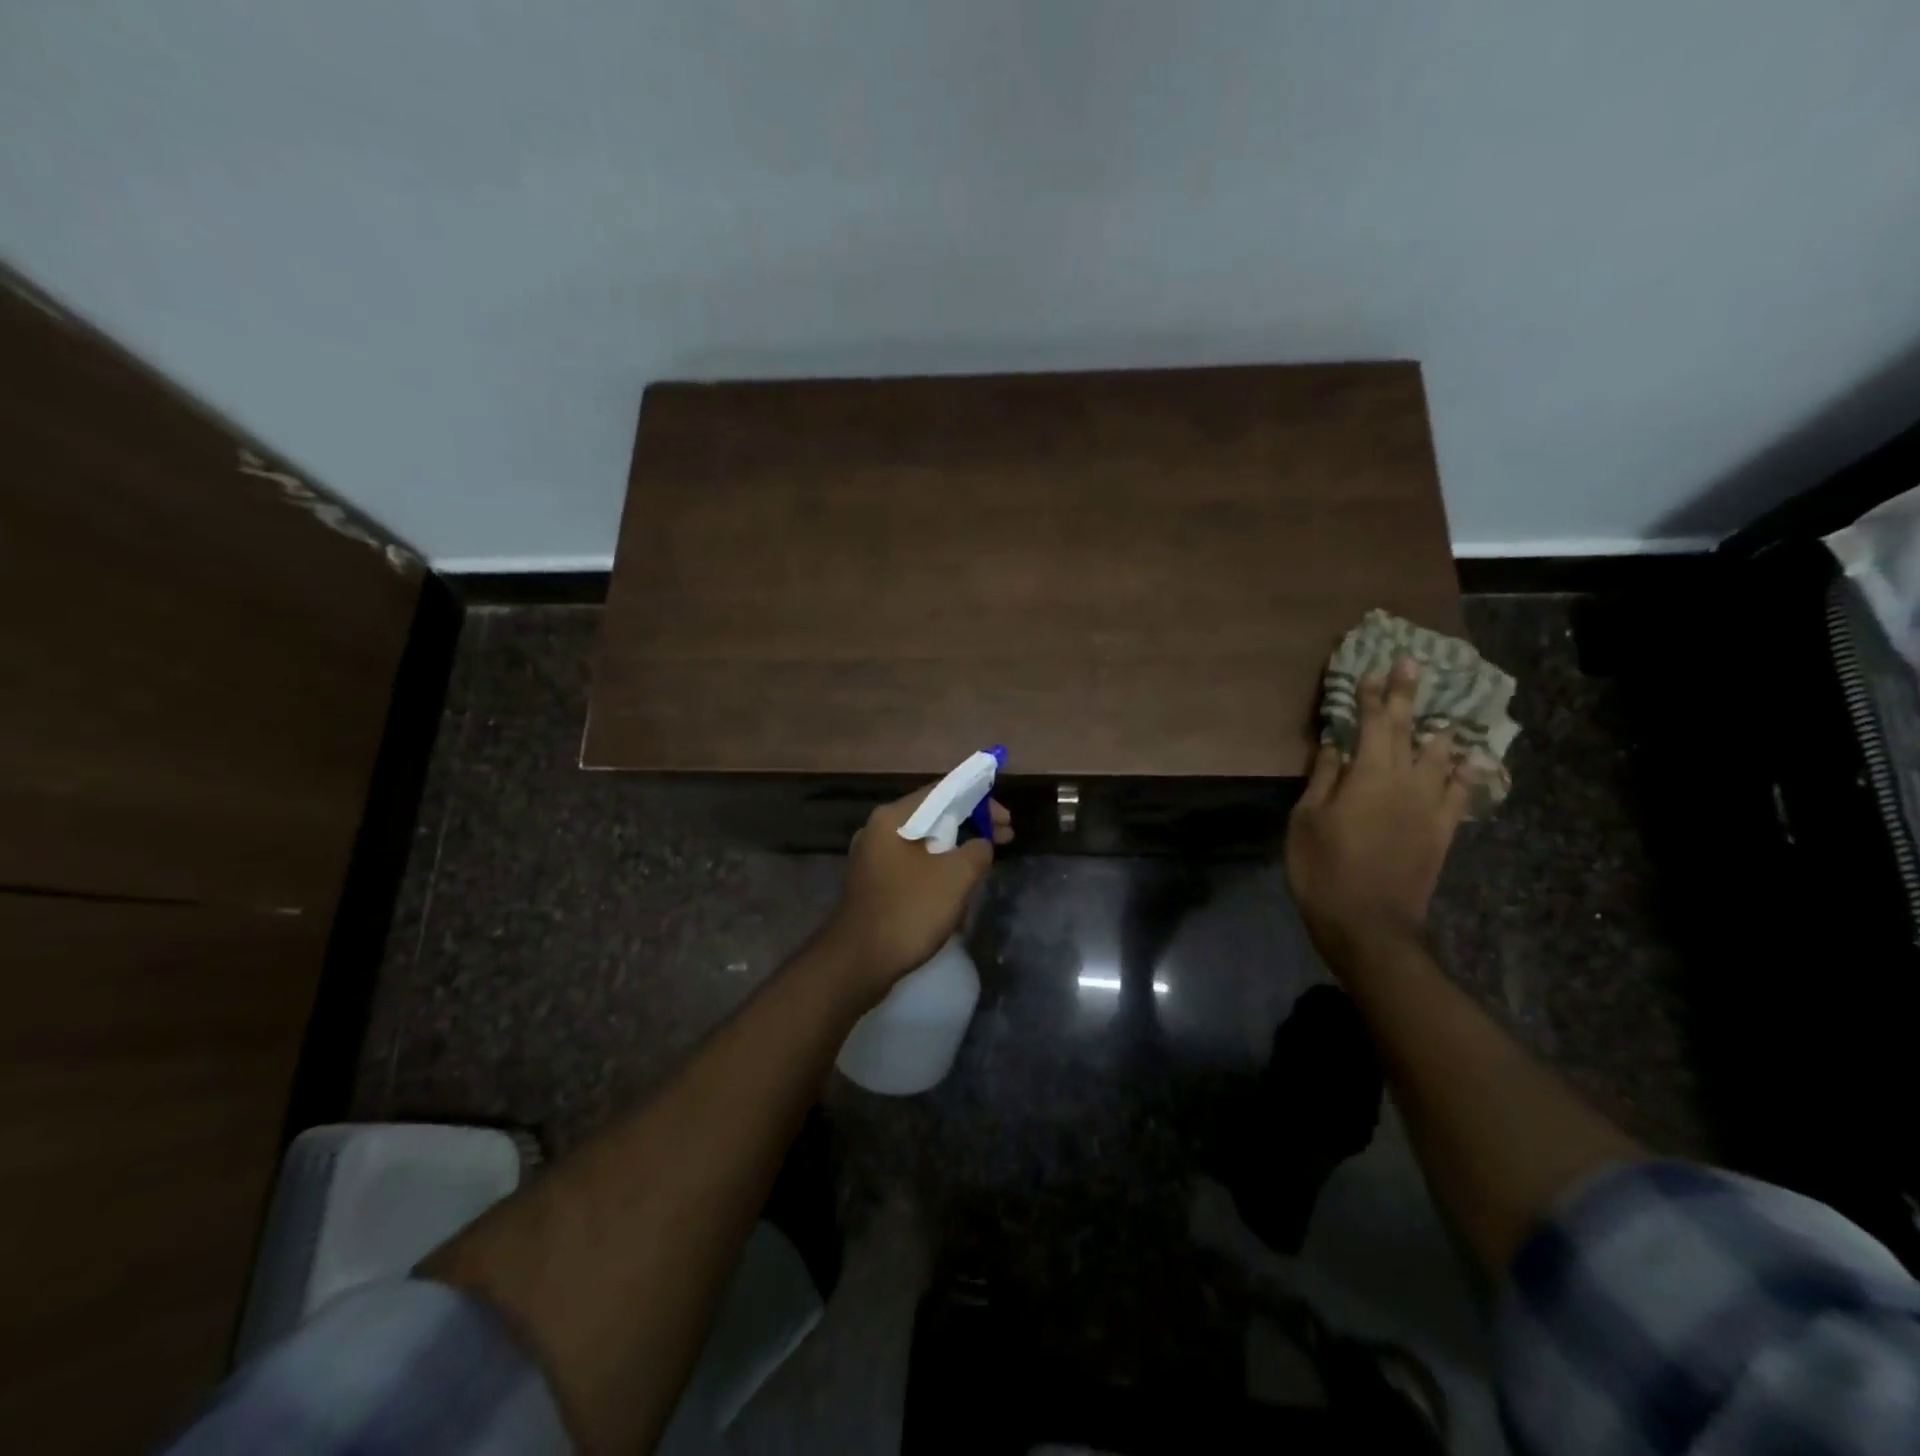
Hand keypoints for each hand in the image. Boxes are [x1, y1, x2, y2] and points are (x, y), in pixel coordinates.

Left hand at [822, 784, 1013, 1000]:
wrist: (857, 962)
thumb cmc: (909, 910)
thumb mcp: (956, 876)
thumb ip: (978, 850)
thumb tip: (980, 845)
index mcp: (893, 817)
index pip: (943, 791)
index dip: (979, 799)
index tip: (1006, 820)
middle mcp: (877, 830)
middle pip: (933, 817)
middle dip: (970, 829)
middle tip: (1003, 841)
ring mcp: (871, 859)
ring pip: (924, 846)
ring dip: (955, 857)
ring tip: (979, 876)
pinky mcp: (872, 885)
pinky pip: (912, 869)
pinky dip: (936, 875)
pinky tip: (952, 899)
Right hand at [1287, 658, 1468, 961]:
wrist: (1369, 924)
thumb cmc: (1323, 868)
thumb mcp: (1307, 820)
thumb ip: (1324, 778)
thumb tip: (1335, 744)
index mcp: (1368, 775)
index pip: (1374, 723)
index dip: (1374, 693)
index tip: (1375, 666)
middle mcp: (1406, 781)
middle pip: (1410, 730)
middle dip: (1409, 695)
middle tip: (1413, 663)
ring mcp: (1430, 806)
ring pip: (1441, 755)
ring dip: (1440, 727)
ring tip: (1445, 708)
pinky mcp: (1443, 830)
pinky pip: (1462, 791)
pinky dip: (1467, 770)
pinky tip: (1472, 756)